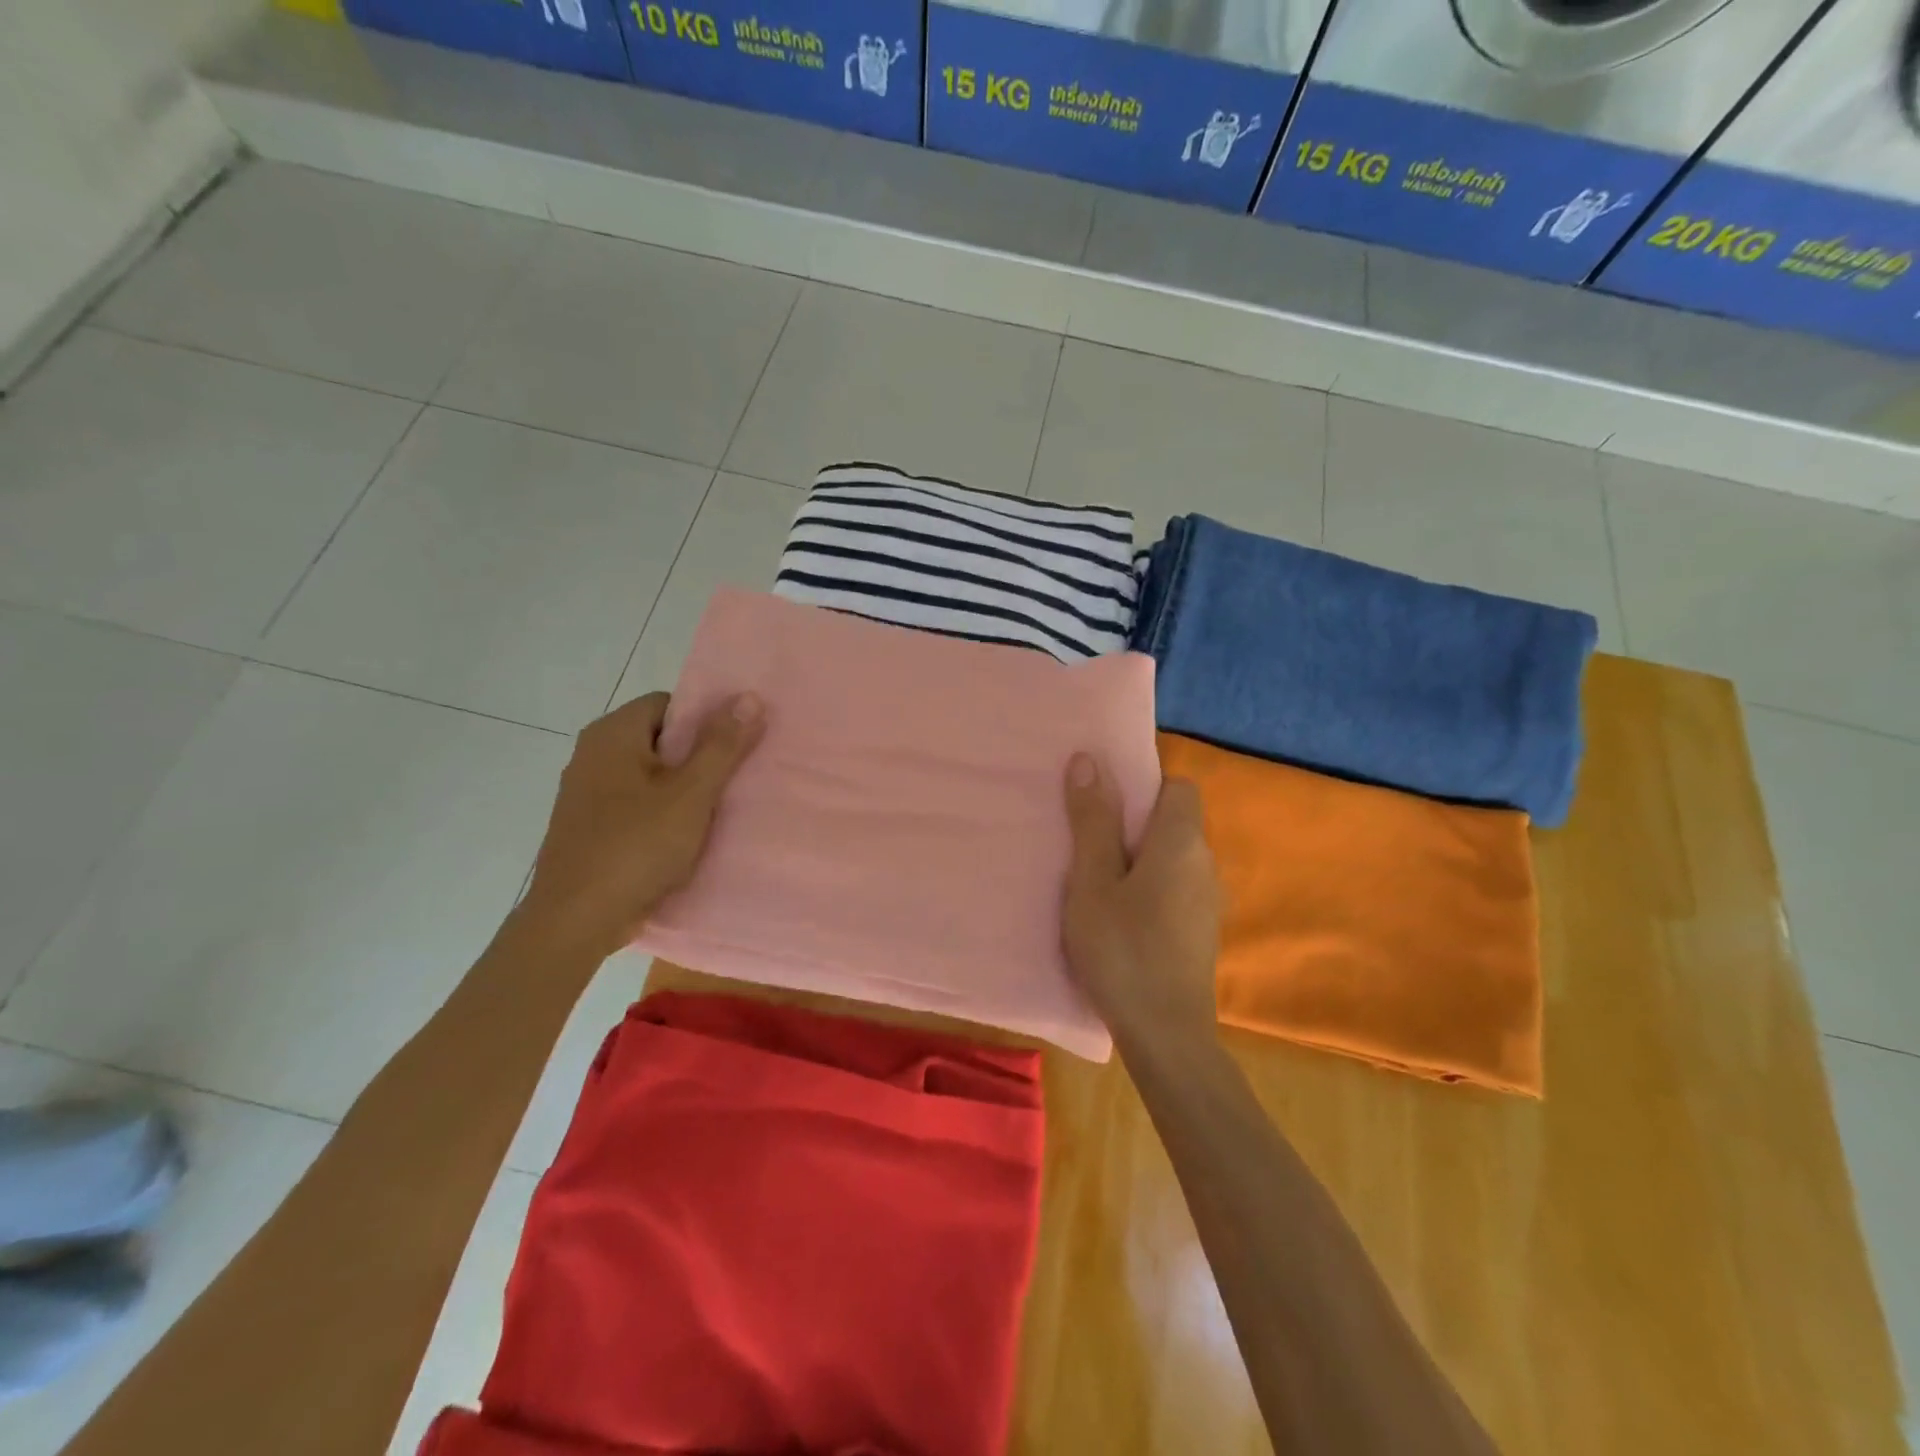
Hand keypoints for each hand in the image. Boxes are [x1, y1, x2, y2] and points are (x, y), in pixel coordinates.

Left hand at [519, 691, 764, 959]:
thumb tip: (750, 696)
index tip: (734, 747)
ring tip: (718, 809)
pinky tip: (685, 837)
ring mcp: (586, 793)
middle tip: (735, 779)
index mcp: (612, 735)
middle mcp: (592, 754)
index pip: (669, 704)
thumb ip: (722, 746)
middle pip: (659, 739)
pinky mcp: (589, 827)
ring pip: (649, 775)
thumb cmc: (636, 847)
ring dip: (683, 788)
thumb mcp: (691, 794)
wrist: (576, 920)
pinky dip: (662, 812)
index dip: (705, 721)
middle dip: (698, 757)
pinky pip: (635, 804)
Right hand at [1061, 753, 1221, 1050]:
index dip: (1142, 787)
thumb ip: (1092, 820)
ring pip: (1174, 858)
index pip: (1178, 787)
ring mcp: (1209, 901)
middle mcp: (1206, 864)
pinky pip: (1176, 888)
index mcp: (1182, 843)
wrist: (1166, 1036)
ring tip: (1098, 882)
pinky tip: (1122, 918)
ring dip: (1140, 859)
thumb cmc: (1122, 950)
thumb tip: (1090, 759)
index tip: (1104, 807)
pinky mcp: (1203, 931)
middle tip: (1088, 845)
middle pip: (1175, 822)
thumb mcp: (1092, 882)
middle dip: (1133, 824)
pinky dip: (1151, 888)